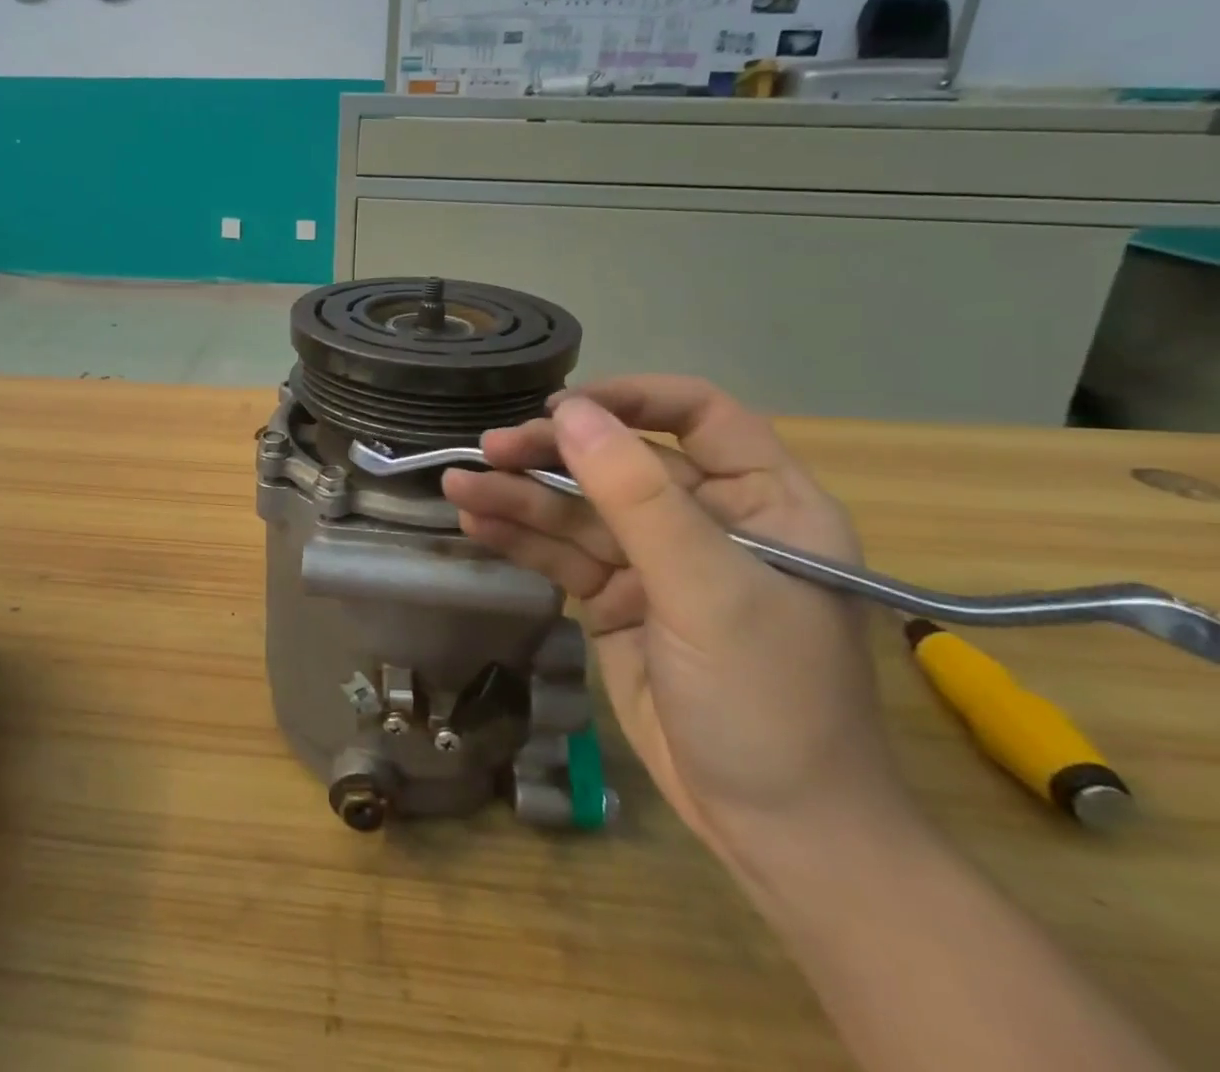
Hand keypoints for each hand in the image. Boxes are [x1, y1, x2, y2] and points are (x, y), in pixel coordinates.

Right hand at [442, 377, 911, 872]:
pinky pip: (562, 555)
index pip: (698, 415)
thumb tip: (570, 412)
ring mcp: (656, 562)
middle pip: (618, 462)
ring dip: (519, 497)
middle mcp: (708, 520)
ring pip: (578, 510)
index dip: (630, 399)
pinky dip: (520, 539)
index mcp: (764, 500)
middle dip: (552, 455)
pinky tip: (476, 524)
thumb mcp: (707, 589)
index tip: (562, 408)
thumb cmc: (769, 700)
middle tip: (488, 450)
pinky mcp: (615, 601)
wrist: (776, 835)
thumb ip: (637, 496)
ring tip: (459, 486)